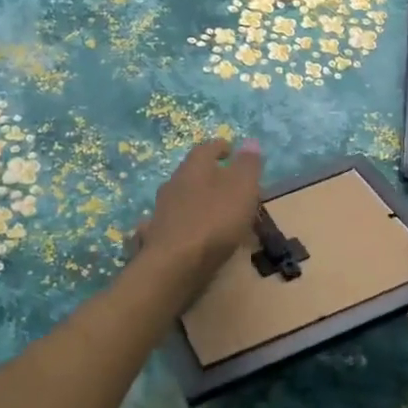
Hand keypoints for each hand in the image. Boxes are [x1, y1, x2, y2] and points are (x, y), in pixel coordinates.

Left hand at [133, 138, 263, 301]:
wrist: (174, 266)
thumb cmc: (214, 221)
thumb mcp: (242, 189)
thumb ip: (247, 165)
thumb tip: (250, 142)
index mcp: (194, 168)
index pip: (206, 148)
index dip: (220, 147)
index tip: (231, 150)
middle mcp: (173, 183)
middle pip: (193, 173)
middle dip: (210, 176)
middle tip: (229, 184)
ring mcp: (161, 211)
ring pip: (182, 197)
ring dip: (198, 200)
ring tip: (216, 212)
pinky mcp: (157, 236)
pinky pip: (175, 222)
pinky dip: (186, 223)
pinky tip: (193, 233)